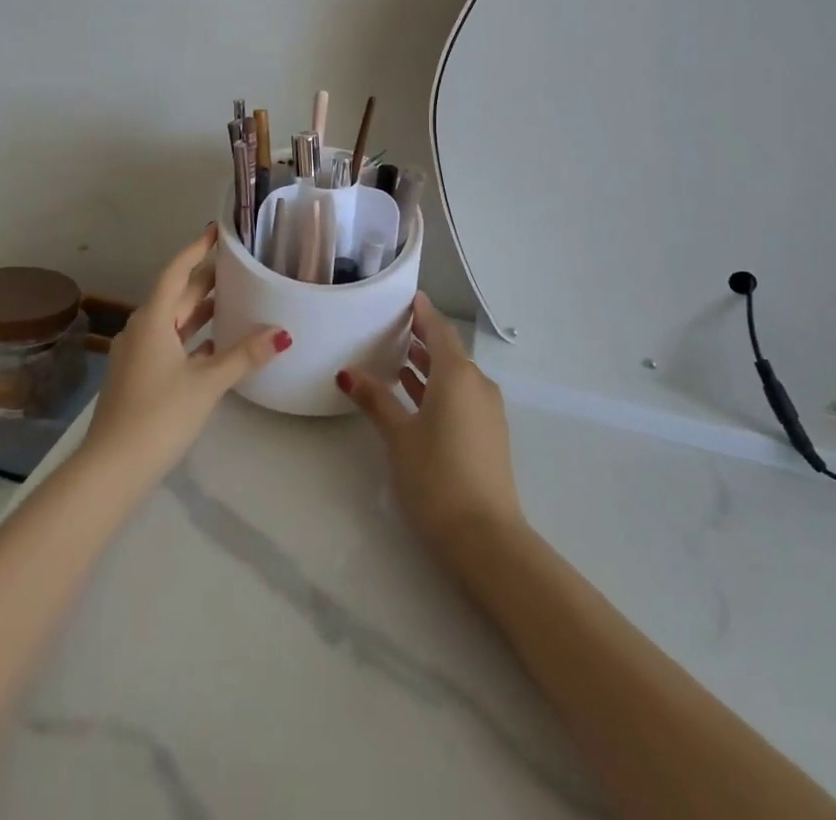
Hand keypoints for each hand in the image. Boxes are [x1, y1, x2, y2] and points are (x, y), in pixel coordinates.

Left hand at [81, 224, 290, 491]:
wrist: (111, 470)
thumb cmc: (158, 416)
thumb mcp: (206, 384)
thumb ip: (244, 355)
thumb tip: (283, 332)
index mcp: (152, 320)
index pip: (176, 272)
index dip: (197, 250)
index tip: (216, 231)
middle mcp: (142, 330)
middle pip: (176, 294)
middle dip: (205, 278)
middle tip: (238, 262)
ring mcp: (138, 355)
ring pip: (174, 320)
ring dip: (200, 308)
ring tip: (234, 296)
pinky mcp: (140, 377)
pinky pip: (171, 343)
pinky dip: (194, 337)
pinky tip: (217, 343)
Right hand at [339, 293, 526, 567]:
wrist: (485, 538)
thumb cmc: (436, 476)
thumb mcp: (399, 436)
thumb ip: (375, 399)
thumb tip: (348, 372)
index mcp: (458, 375)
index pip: (438, 330)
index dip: (422, 312)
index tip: (406, 297)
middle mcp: (478, 384)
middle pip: (448, 351)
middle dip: (421, 337)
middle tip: (391, 326)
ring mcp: (487, 410)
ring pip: (455, 375)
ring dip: (428, 364)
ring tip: (396, 357)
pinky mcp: (488, 434)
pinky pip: (461, 395)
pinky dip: (438, 387)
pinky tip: (414, 396)